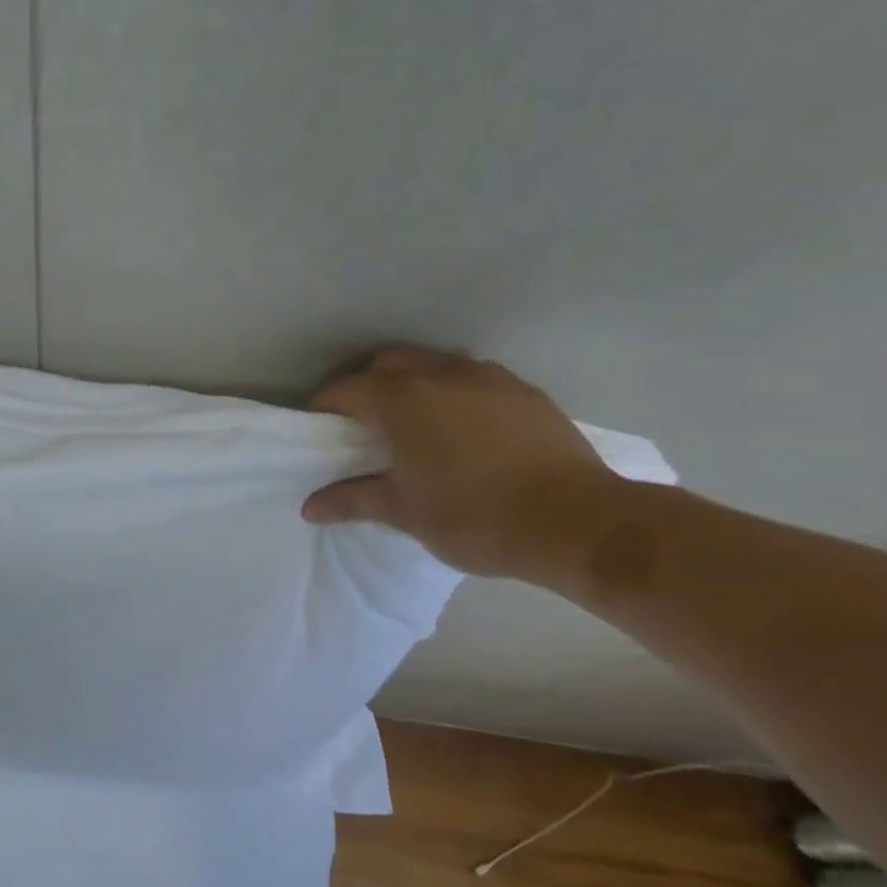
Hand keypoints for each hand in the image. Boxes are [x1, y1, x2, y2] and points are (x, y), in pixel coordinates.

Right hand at [301, 346, 621, 580]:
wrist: (577, 523)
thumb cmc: (474, 515)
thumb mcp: (403, 513)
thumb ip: (352, 500)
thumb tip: (309, 508)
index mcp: (402, 400)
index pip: (345, 389)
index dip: (323, 406)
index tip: (317, 429)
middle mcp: (441, 374)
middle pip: (388, 363)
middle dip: (366, 385)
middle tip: (361, 423)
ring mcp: (489, 378)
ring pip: (434, 364)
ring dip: (412, 382)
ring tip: (413, 421)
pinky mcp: (525, 392)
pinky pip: (474, 378)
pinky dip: (454, 391)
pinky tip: (463, 427)